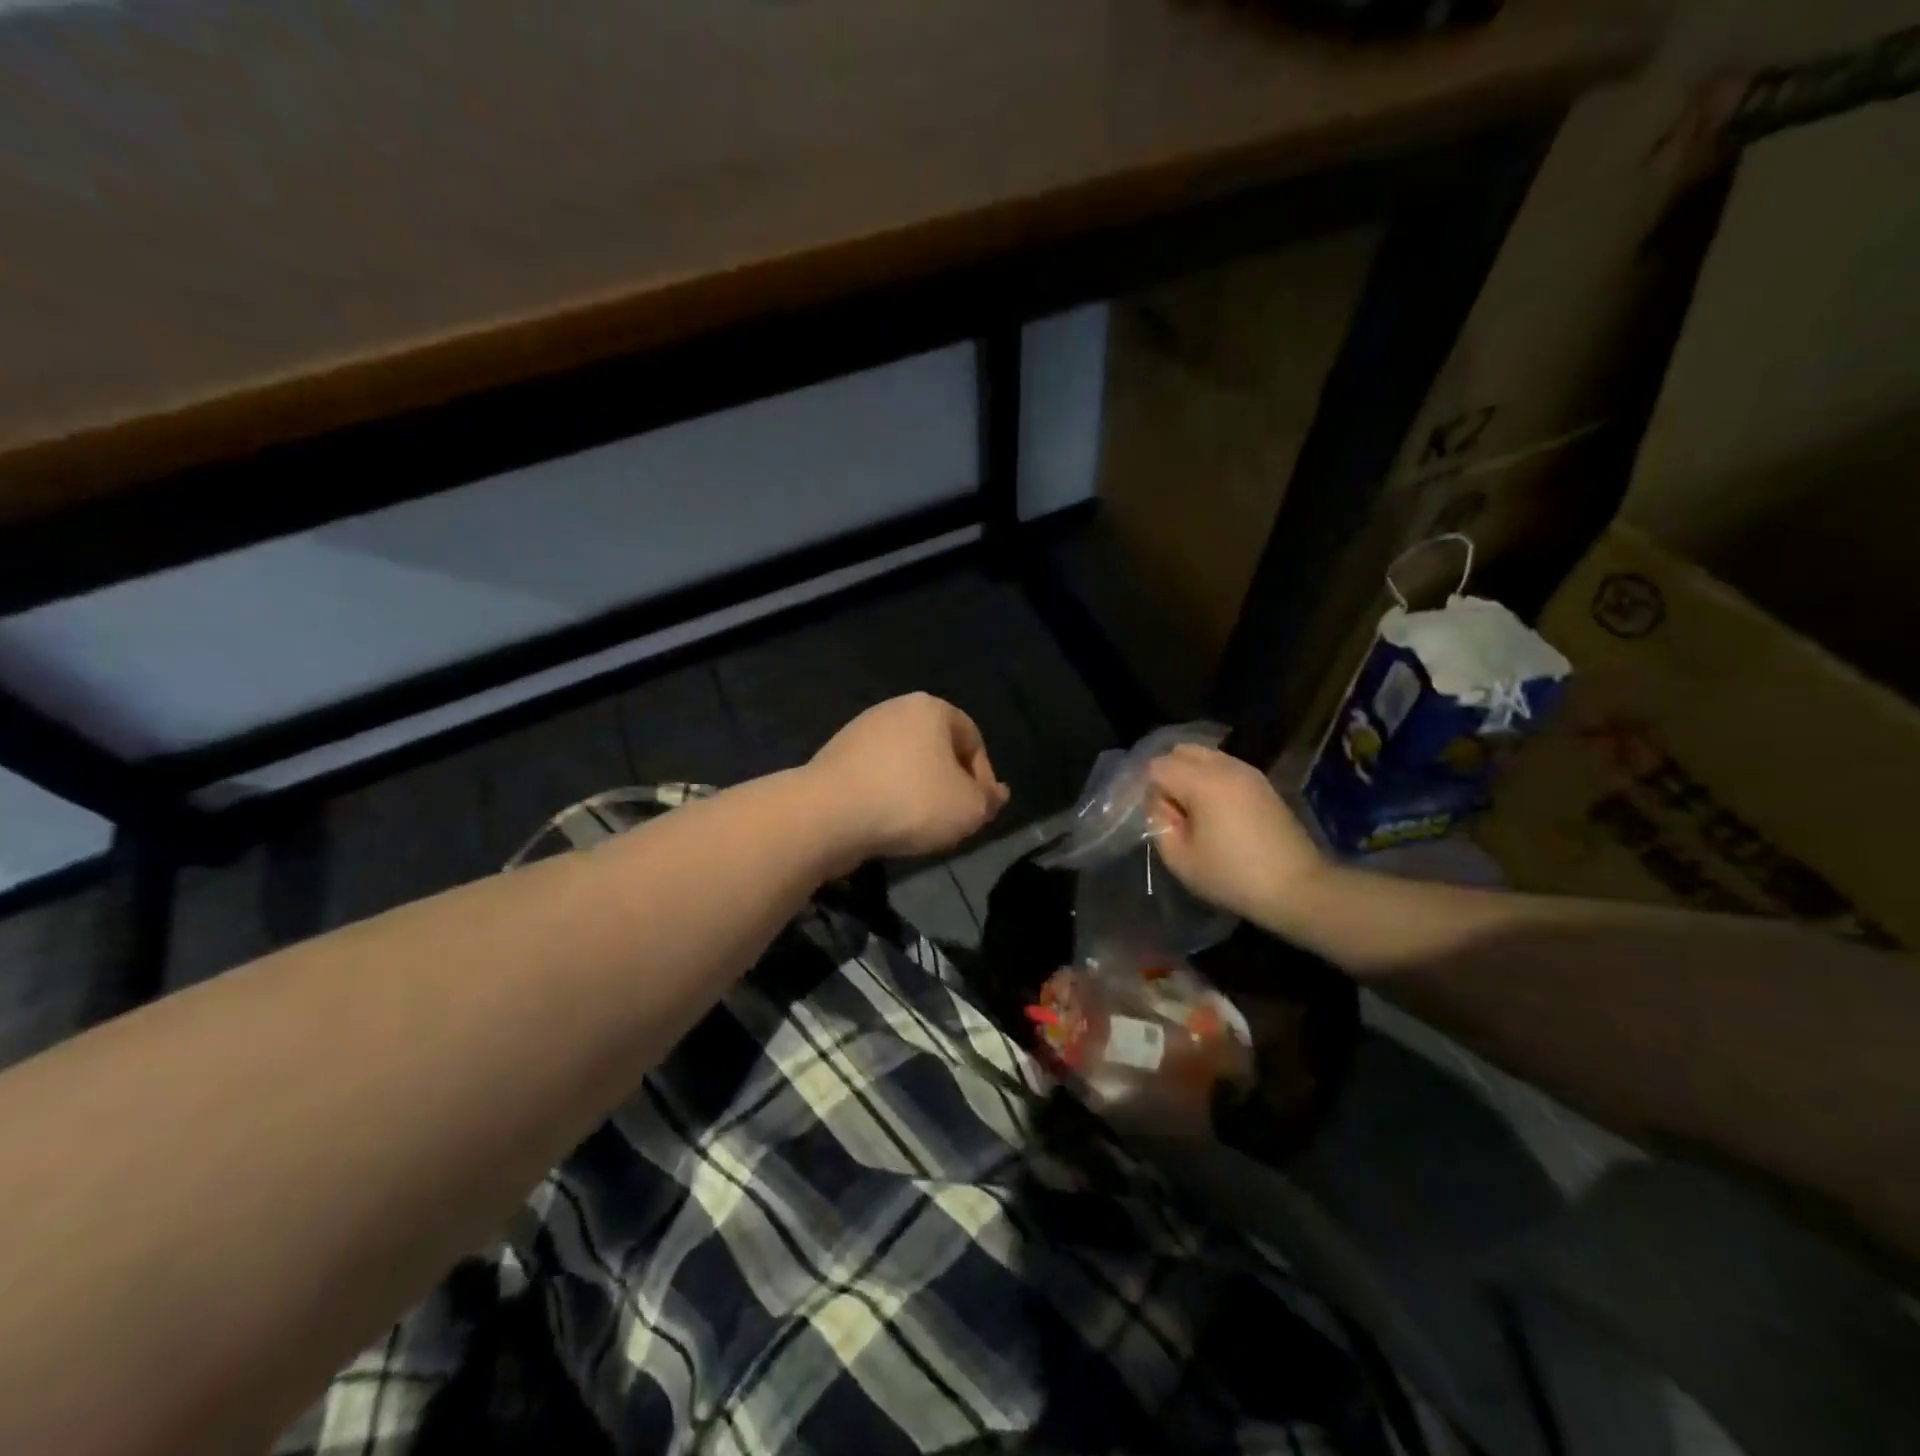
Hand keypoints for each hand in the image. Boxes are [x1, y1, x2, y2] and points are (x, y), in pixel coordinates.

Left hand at [810, 693, 1009, 860]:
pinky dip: (888, 797)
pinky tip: (887, 823)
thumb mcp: (969, 808)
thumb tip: (995, 795)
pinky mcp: (835, 758)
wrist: (828, 815)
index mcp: (931, 708)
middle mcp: (895, 709)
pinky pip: (876, 777)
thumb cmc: (911, 802)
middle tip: (953, 820)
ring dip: (918, 793)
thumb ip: (988, 800)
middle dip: (950, 785)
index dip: (984, 778)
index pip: (973, 739)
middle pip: (938, 750)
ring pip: (906, 765)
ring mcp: (860, 731)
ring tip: (920, 826)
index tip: (980, 811)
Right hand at [1145, 744, 1328, 924]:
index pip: (1157, 766)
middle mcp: (1225, 766)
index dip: (1150, 792)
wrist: (1298, 887)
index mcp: (1202, 781)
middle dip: (1169, 775)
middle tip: (1174, 811)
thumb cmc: (1233, 876)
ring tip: (1196, 812)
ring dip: (1191, 776)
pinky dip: (1212, 780)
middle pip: (1181, 751)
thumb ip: (1158, 823)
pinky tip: (1218, 812)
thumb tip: (1160, 804)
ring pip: (1205, 756)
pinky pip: (1225, 767)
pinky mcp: (1263, 783)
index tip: (1160, 819)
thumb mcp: (1180, 859)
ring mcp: (1248, 772)